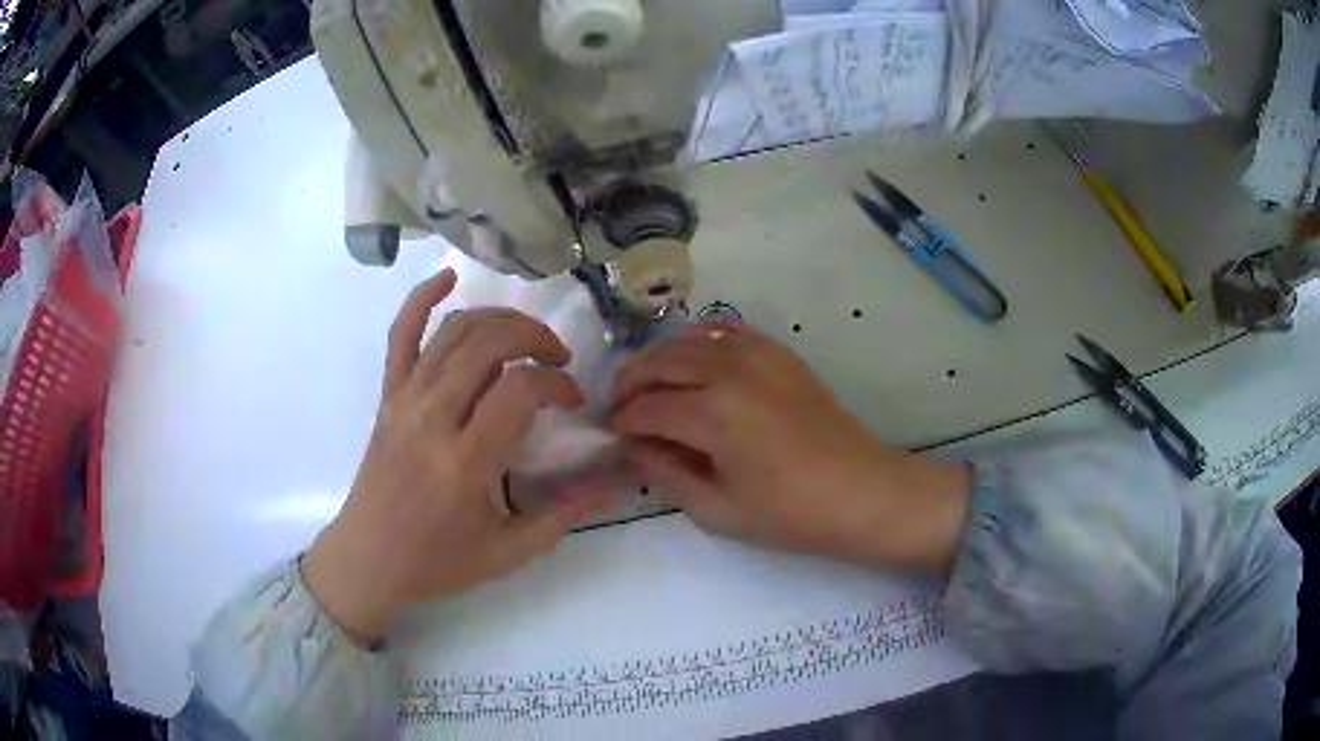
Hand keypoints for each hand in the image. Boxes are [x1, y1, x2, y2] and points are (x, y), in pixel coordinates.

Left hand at [301, 269, 603, 643]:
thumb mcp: (508, 553)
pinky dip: (421, 299)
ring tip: (524, 337)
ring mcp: (404, 401)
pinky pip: (400, 334)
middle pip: (488, 344)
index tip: (573, 401)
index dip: (558, 384)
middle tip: (557, 359)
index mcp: (464, 462)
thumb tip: (613, 485)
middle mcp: (432, 419)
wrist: (368, 558)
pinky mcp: (387, 397)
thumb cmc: (437, 561)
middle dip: (534, 338)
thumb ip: (562, 517)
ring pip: (453, 331)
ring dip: (498, 319)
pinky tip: (448, 280)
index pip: (519, 390)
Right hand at [608, 323, 969, 574]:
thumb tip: (634, 448)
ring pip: (686, 341)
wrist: (858, 491)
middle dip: (629, 384)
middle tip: (620, 409)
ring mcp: (757, 354)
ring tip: (648, 386)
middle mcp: (728, 370)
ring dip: (658, 361)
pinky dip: (698, 341)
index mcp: (712, 413)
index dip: (621, 423)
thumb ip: (665, 475)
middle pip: (658, 363)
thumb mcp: (717, 510)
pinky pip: (725, 331)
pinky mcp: (777, 352)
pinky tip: (692, 362)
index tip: (611, 436)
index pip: (645, 408)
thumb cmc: (789, 513)